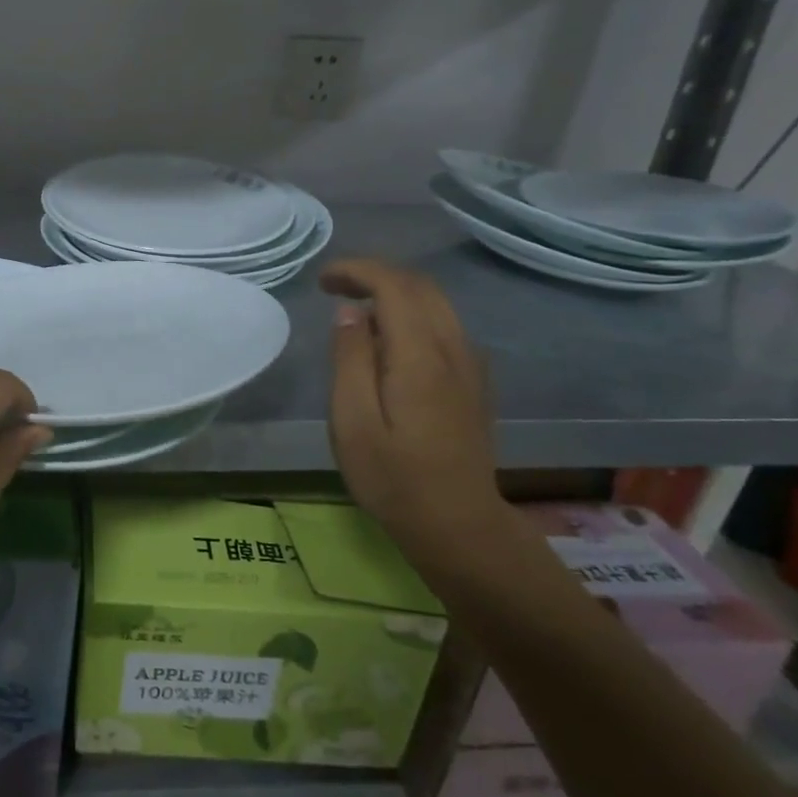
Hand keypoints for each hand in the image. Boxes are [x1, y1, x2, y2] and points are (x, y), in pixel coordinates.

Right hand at [322, 259, 500, 541]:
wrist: (459, 525)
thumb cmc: (393, 478)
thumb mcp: (352, 422)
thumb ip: (350, 360)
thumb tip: (351, 312)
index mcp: (420, 356)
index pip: (394, 286)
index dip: (357, 271)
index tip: (323, 280)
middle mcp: (453, 349)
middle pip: (420, 286)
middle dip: (375, 275)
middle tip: (334, 288)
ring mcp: (470, 365)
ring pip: (437, 303)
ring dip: (395, 292)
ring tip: (357, 310)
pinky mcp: (474, 382)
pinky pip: (446, 325)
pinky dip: (414, 313)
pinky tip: (390, 340)